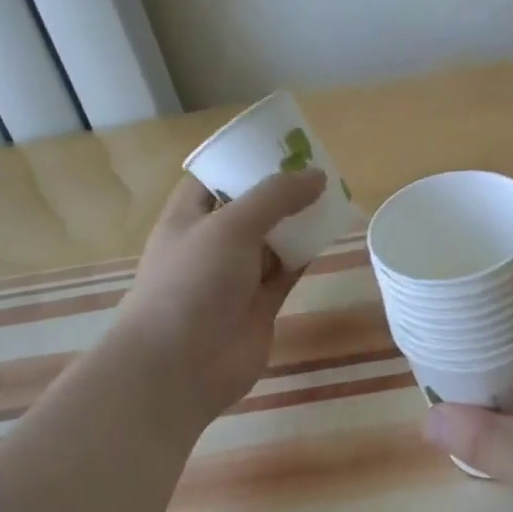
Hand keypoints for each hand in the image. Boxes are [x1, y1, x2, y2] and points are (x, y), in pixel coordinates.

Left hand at [110, 168, 325, 432]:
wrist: (179, 368)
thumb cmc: (192, 284)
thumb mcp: (230, 226)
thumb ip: (275, 197)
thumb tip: (317, 175)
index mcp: (189, 217)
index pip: (215, 177)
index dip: (243, 158)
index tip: (279, 142)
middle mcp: (212, 242)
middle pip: (250, 206)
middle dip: (280, 188)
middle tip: (318, 166)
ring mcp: (236, 275)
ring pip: (273, 238)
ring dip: (298, 220)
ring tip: (333, 194)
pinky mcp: (260, 303)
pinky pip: (288, 269)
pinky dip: (307, 253)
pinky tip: (330, 233)